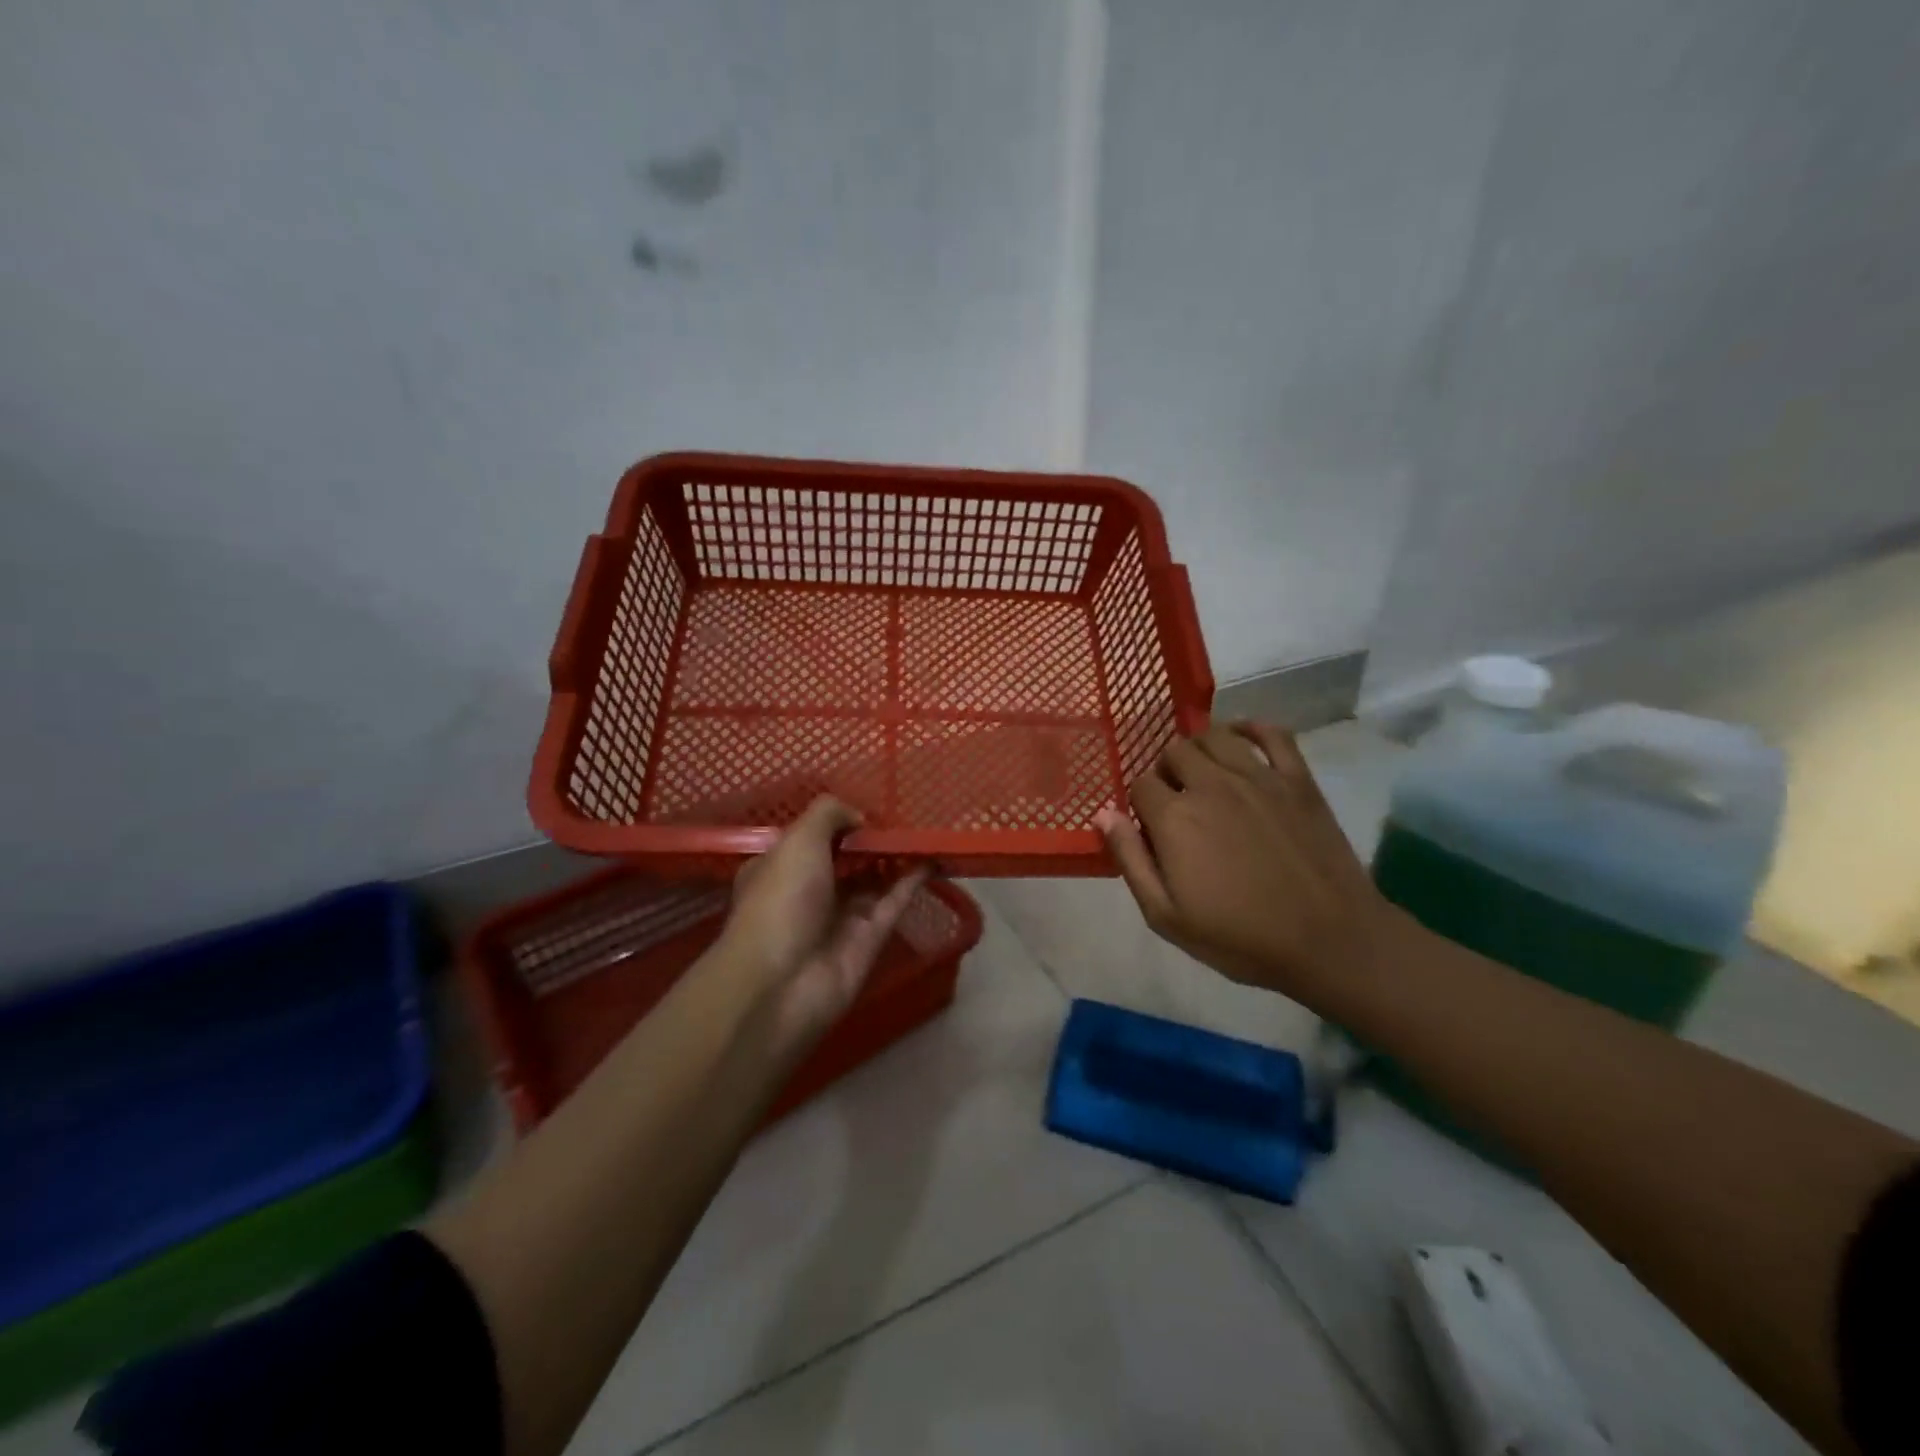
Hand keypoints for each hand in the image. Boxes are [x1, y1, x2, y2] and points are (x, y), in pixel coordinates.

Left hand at [718, 796, 928, 1049]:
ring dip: (895, 858)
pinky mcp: (868, 940)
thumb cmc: (781, 900)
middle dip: (871, 840)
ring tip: (925, 831)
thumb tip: (860, 816)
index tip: (868, 807)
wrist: (782, 983)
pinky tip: (932, 858)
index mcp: (779, 868)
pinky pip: (893, 903)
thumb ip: (829, 815)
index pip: (811, 839)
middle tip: (906, 815)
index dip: (838, 822)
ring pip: (873, 880)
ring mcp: (839, 918)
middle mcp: (808, 892)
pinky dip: (911, 881)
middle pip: (846, 859)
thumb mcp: (797, 841)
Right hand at [1095, 722, 1391, 1001]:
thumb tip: (1104, 814)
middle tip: (1178, 802)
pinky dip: (1252, 728)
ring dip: (1200, 748)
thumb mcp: (1165, 916)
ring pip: (1215, 736)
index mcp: (1174, 818)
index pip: (1139, 785)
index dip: (1139, 804)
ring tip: (1204, 773)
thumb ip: (1130, 860)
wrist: (1329, 942)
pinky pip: (1273, 733)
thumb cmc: (1240, 938)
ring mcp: (1258, 777)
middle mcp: (1211, 785)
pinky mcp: (1298, 780)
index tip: (1150, 828)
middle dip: (1167, 772)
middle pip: (1174, 751)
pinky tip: (1243, 740)